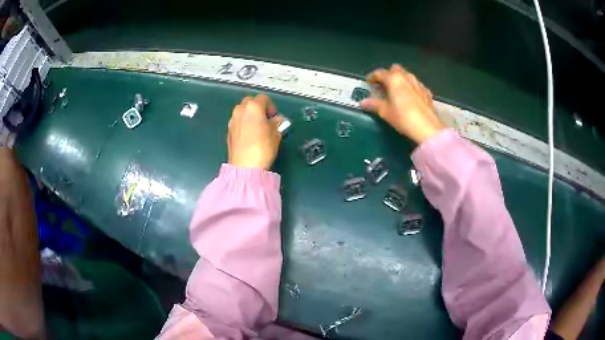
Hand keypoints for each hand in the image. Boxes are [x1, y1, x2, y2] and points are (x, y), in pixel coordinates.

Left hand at [228, 94, 283, 169]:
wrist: (245, 166)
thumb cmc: (263, 148)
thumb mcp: (276, 134)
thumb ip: (277, 123)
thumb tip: (278, 119)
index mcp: (253, 107)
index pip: (264, 98)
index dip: (271, 106)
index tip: (275, 117)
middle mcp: (240, 110)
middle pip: (251, 102)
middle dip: (259, 108)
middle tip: (266, 120)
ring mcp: (233, 120)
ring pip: (243, 111)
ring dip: (250, 115)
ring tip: (258, 128)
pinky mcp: (229, 130)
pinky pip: (238, 121)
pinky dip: (244, 123)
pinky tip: (250, 136)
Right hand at [361, 64, 444, 143]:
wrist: (427, 128)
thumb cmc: (403, 117)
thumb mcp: (385, 112)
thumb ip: (374, 104)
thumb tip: (363, 102)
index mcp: (394, 79)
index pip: (379, 73)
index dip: (372, 77)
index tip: (368, 83)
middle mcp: (406, 77)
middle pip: (395, 69)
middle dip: (388, 75)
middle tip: (383, 85)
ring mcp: (418, 83)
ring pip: (407, 76)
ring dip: (400, 80)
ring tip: (396, 91)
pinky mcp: (427, 92)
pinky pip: (416, 85)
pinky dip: (410, 88)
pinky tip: (409, 98)